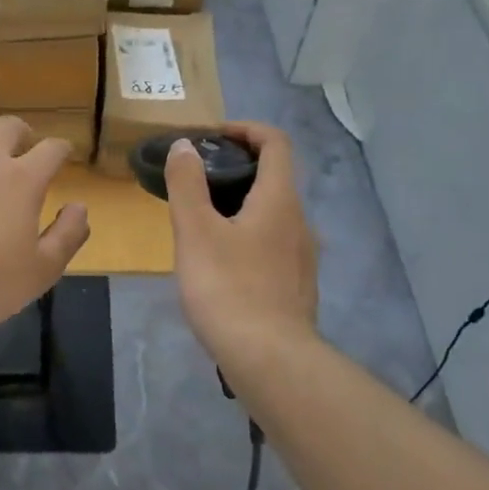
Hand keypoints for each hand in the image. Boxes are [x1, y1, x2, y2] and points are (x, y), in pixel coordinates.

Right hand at [166, 123, 319, 370]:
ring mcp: (302, 257)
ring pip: (273, 214)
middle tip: (197, 180)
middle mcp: (299, 221)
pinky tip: (222, 263)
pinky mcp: (297, 286)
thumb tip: (185, 146)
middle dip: (237, 169)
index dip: (246, 129)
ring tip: (202, 222)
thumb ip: (187, 184)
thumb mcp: (195, 232)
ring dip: (242, 205)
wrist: (269, 359)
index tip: (213, 137)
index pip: (276, 143)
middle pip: (275, 178)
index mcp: (279, 200)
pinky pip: (274, 245)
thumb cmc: (228, 288)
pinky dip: (249, 235)